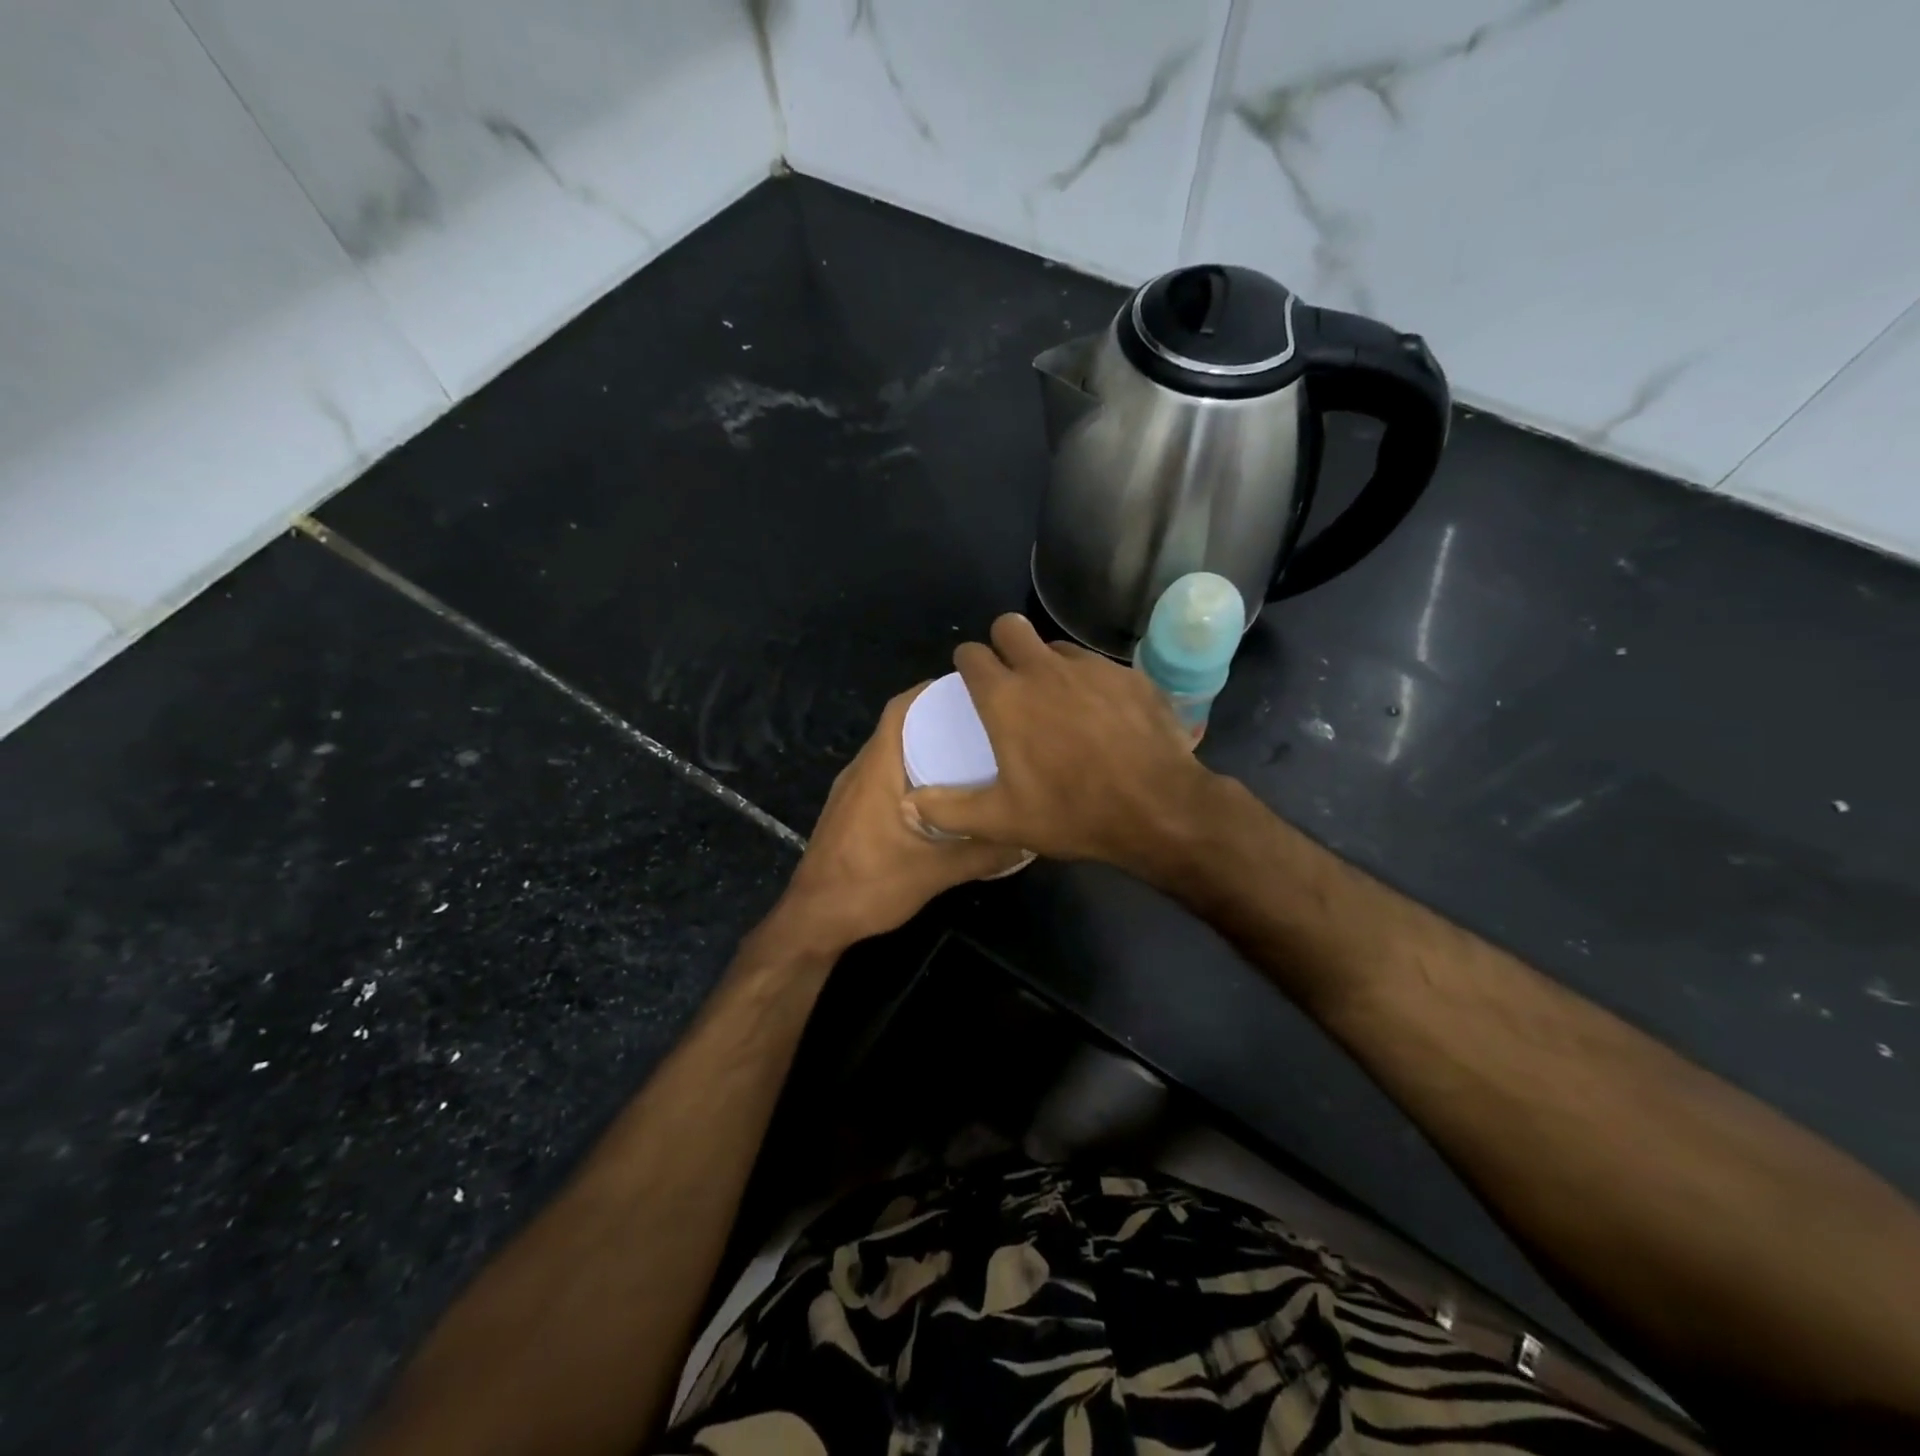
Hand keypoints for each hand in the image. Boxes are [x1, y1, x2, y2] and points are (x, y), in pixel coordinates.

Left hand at [773, 682, 1029, 950]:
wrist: (814, 920)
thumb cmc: (869, 886)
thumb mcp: (935, 872)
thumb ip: (982, 854)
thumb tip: (1028, 837)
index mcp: (877, 770)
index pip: (900, 710)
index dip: (932, 692)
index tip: (972, 690)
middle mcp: (861, 771)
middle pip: (899, 727)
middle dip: (938, 719)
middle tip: (984, 723)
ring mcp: (851, 791)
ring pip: (891, 753)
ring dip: (925, 746)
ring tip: (970, 752)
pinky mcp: (850, 811)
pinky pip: (885, 775)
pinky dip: (912, 772)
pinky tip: (941, 793)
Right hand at [907, 614, 1219, 874]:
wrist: (1158, 808)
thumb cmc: (1072, 812)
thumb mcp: (1003, 820)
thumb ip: (950, 809)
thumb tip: (910, 804)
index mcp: (1006, 697)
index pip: (971, 655)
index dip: (967, 664)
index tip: (971, 680)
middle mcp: (1044, 669)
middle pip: (1011, 626)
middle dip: (1003, 644)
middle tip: (1010, 678)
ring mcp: (1091, 668)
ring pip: (1056, 646)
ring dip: (1048, 663)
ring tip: (1058, 700)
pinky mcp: (1128, 676)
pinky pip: (1098, 667)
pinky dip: (1090, 683)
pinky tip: (1102, 715)